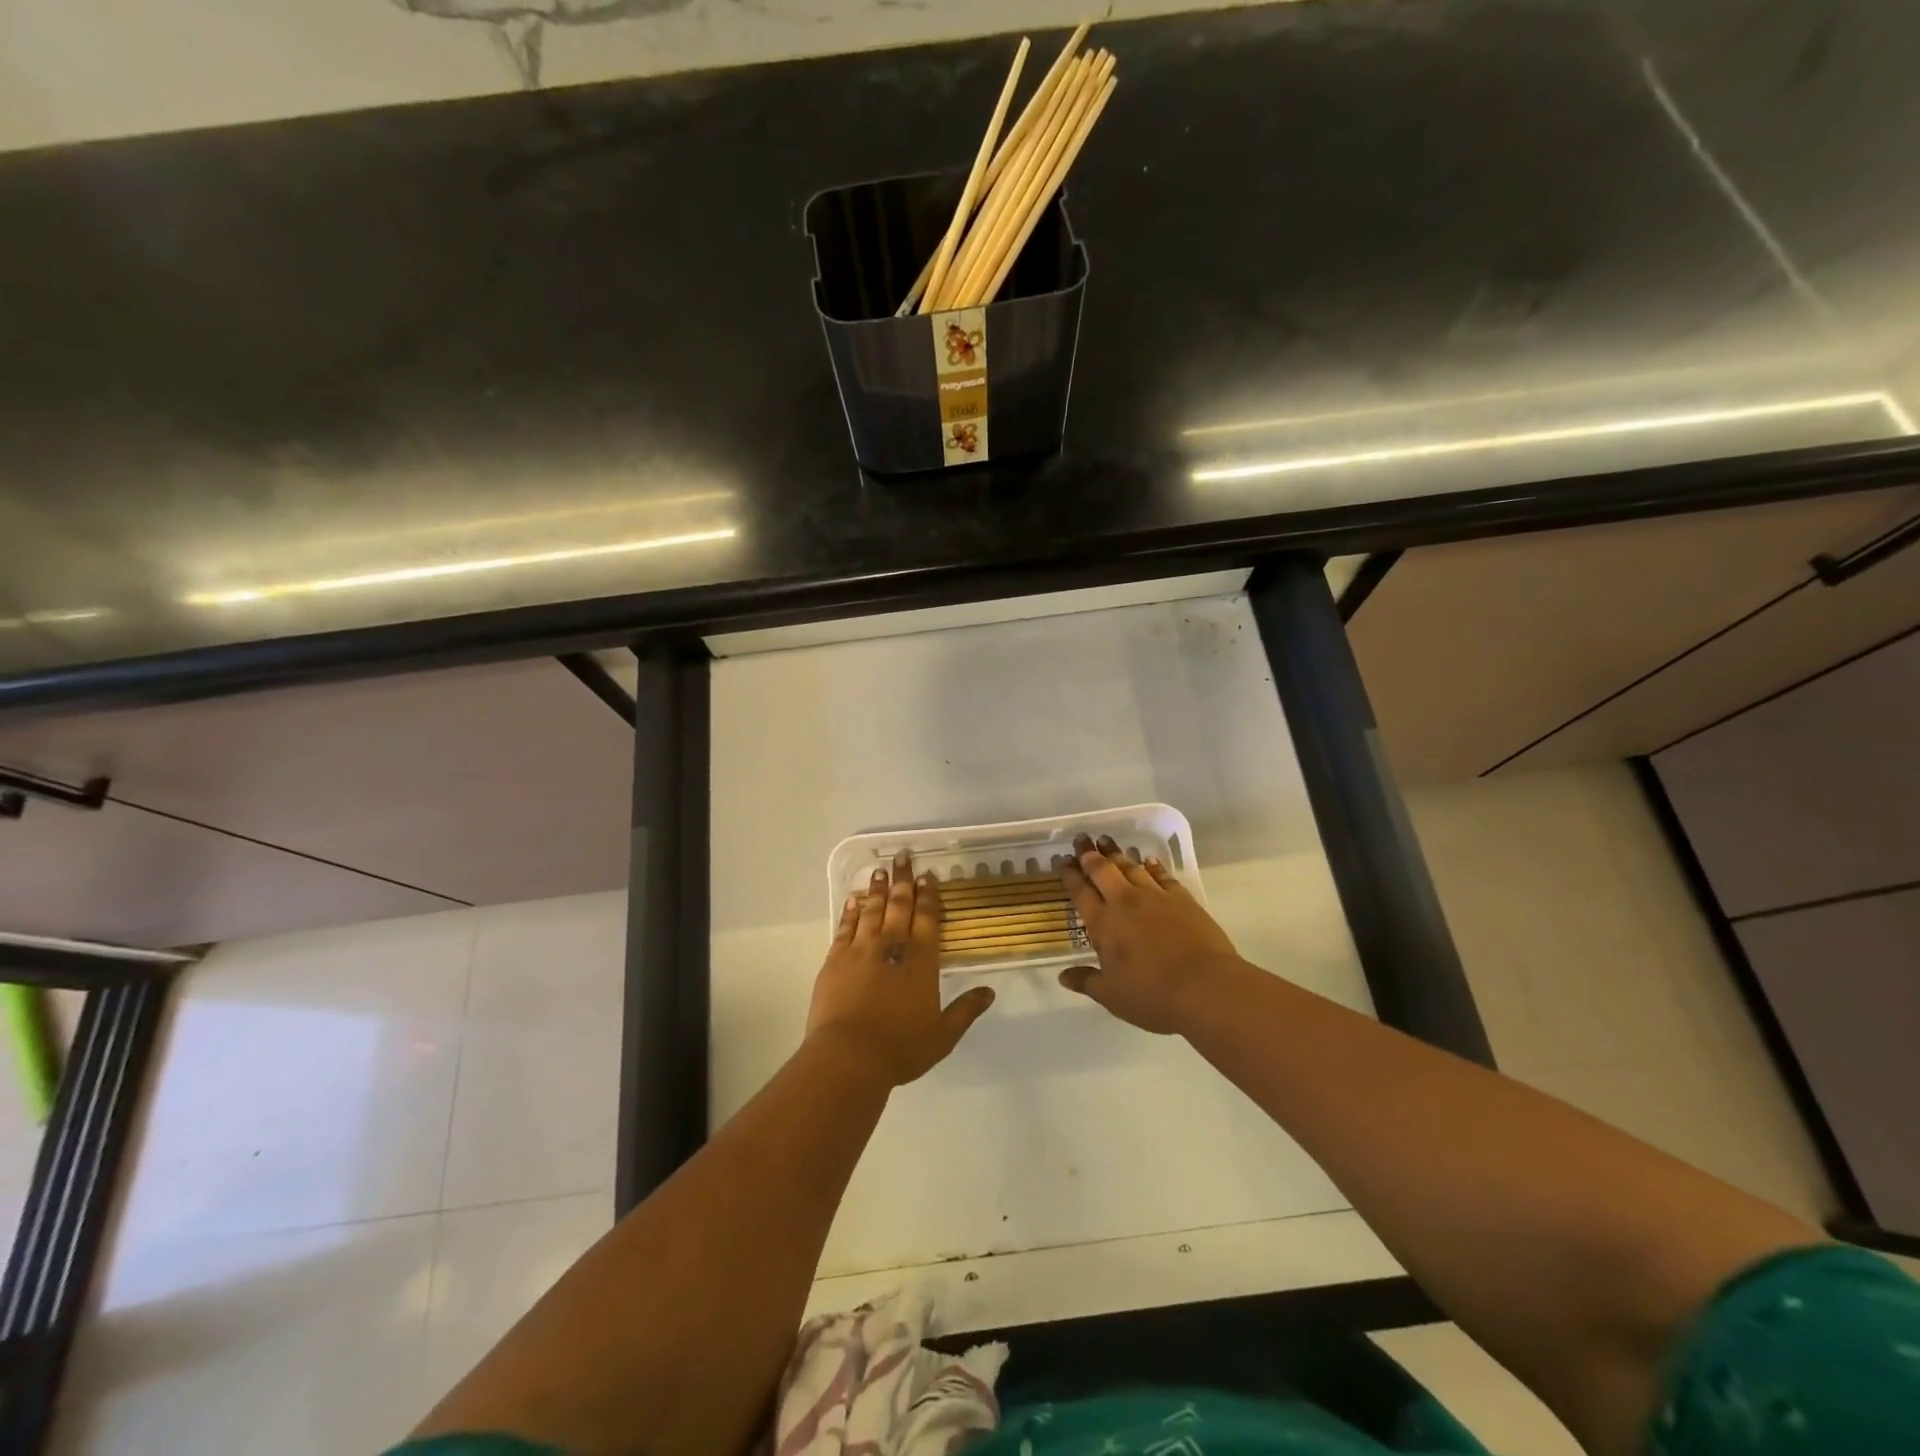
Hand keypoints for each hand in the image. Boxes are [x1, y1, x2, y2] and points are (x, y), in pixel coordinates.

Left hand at [807, 850, 995, 1085]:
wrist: (849, 1056)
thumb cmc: (901, 1047)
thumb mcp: (943, 1035)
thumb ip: (966, 1010)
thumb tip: (989, 991)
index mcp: (921, 960)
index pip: (927, 919)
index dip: (929, 896)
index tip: (928, 877)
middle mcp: (892, 946)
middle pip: (900, 906)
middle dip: (904, 880)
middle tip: (903, 857)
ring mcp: (861, 950)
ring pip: (872, 910)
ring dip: (878, 889)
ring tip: (881, 871)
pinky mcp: (835, 959)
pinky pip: (845, 927)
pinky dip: (851, 912)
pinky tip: (853, 900)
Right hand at [1058, 833, 1244, 1033]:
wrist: (1205, 987)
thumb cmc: (1152, 995)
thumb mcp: (1112, 996)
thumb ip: (1086, 981)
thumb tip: (1063, 976)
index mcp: (1103, 924)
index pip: (1080, 892)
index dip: (1069, 874)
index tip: (1061, 860)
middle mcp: (1125, 903)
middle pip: (1102, 871)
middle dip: (1089, 854)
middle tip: (1081, 839)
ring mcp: (1155, 897)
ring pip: (1131, 867)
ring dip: (1116, 853)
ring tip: (1106, 841)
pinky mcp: (1182, 898)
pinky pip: (1162, 875)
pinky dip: (1152, 865)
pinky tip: (1148, 860)